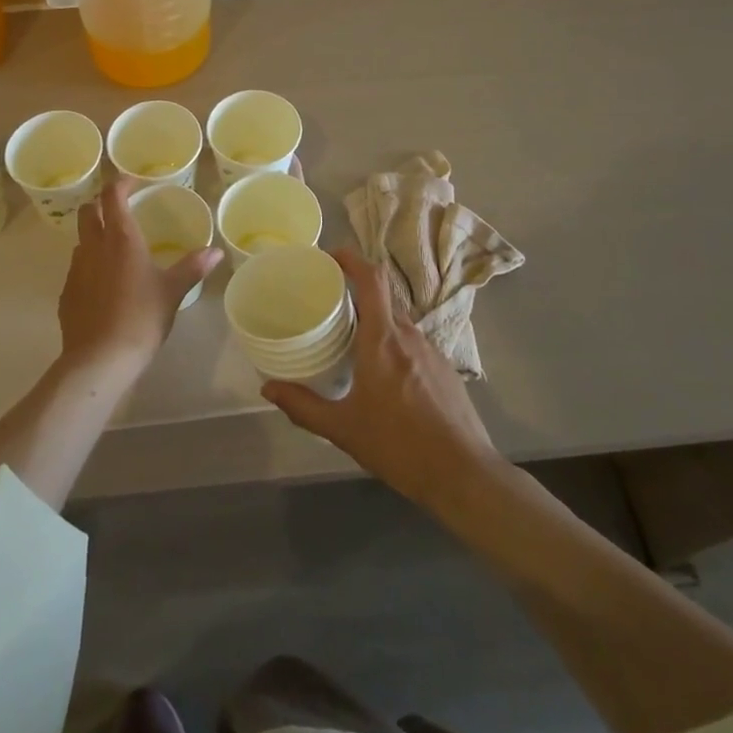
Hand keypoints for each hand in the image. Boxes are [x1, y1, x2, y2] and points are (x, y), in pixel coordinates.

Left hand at [57, 178, 223, 376]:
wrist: (100, 359)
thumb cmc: (141, 318)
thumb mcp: (173, 292)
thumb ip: (193, 267)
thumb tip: (216, 251)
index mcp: (121, 239)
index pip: (112, 195)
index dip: (120, 183)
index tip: (132, 183)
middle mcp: (93, 247)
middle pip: (88, 211)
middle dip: (101, 204)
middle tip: (120, 210)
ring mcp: (75, 270)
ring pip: (80, 239)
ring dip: (94, 235)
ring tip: (114, 248)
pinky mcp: (66, 293)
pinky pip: (76, 268)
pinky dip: (88, 265)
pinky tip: (104, 284)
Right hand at [262, 246, 500, 507]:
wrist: (464, 475)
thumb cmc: (400, 446)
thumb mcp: (344, 430)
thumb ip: (303, 406)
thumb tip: (268, 388)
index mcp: (383, 340)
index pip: (372, 278)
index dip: (351, 258)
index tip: (329, 257)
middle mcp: (409, 335)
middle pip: (382, 295)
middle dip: (355, 291)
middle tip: (328, 302)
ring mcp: (431, 350)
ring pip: (398, 319)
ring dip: (374, 318)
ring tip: (350, 338)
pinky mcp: (444, 368)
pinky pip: (412, 341)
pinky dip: (392, 341)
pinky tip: (381, 372)